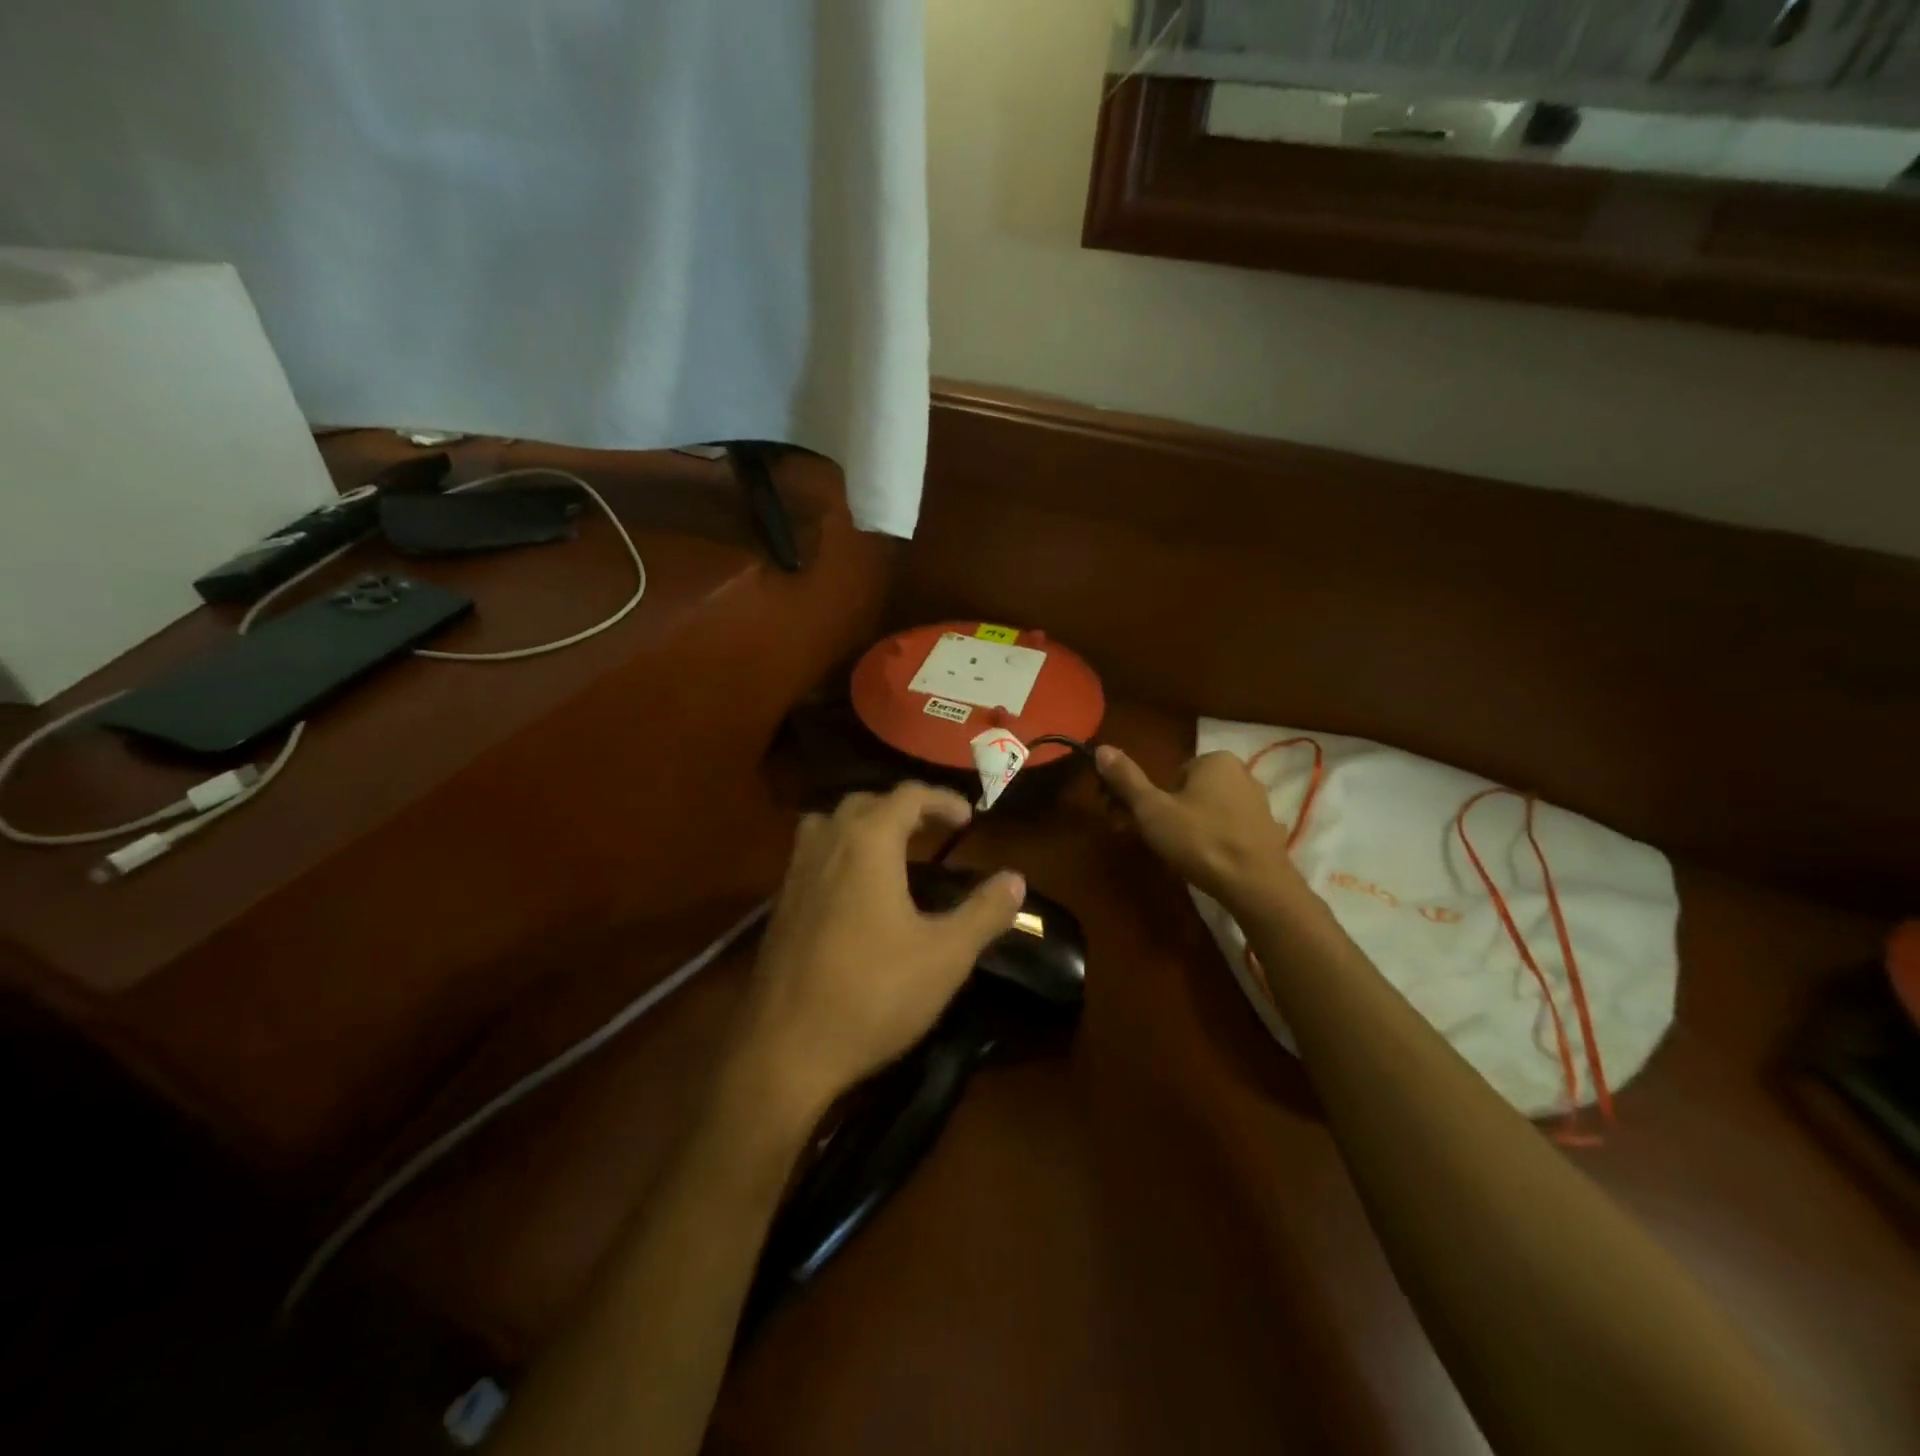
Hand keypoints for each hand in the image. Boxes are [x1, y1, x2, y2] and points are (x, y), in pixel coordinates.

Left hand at [728, 783, 1025, 1124]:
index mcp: (867, 843)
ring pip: (830, 824)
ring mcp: (795, 874)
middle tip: (934, 830)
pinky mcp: (780, 905)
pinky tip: (856, 891)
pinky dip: (840, 851)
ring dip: (864, 824)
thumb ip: (984, 912)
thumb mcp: (946, 956)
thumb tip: (1016, 879)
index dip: (942, 800)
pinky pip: (812, 854)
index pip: (907, 796)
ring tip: (892, 850)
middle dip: (903, 808)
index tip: (968, 818)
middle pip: (865, 802)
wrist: (785, 1050)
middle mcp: (827, 844)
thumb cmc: (873, 994)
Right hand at [1096, 745, 1304, 910]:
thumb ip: (1127, 779)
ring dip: (1193, 828)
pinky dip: (1218, 842)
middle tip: (1156, 842)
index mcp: (1216, 760)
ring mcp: (1260, 805)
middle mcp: (1243, 774)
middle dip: (1170, 814)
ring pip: (1211, 811)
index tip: (1141, 823)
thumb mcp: (1152, 809)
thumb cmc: (1200, 840)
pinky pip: (1232, 831)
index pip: (1172, 774)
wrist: (1256, 886)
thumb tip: (1101, 748)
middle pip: (1191, 792)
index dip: (1152, 800)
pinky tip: (1210, 863)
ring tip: (1182, 857)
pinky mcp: (1269, 833)